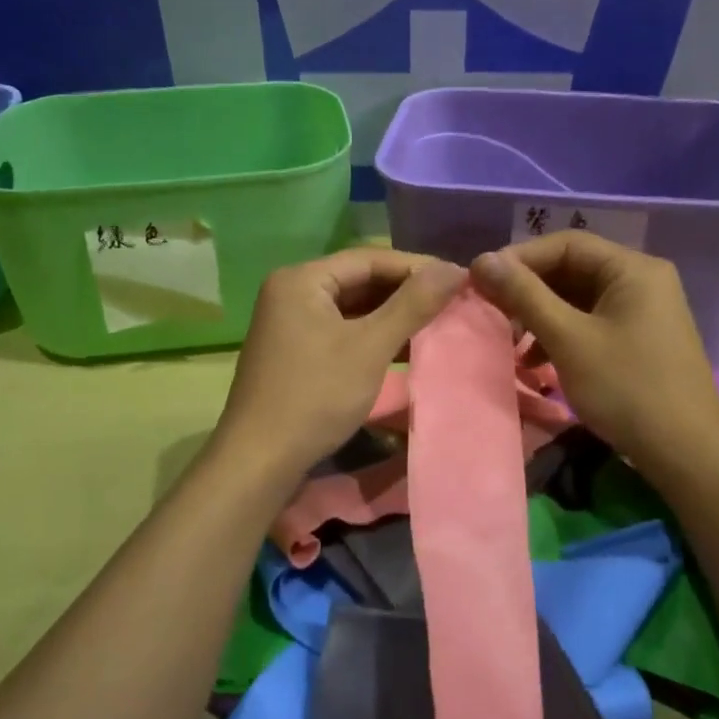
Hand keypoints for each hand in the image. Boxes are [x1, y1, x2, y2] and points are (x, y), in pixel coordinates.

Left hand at [217, 248, 467, 477]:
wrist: (259, 460)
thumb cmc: (315, 396)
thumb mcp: (370, 347)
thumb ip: (412, 305)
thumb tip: (454, 268)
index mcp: (301, 279)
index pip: (369, 258)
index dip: (417, 267)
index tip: (458, 279)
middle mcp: (291, 292)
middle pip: (359, 280)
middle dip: (406, 292)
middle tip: (452, 302)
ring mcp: (290, 323)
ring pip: (352, 308)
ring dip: (392, 315)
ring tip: (437, 323)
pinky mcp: (295, 351)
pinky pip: (341, 330)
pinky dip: (372, 336)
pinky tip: (405, 347)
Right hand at [470, 231, 718, 468]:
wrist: (688, 454)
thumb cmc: (627, 389)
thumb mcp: (569, 339)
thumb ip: (525, 296)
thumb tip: (483, 259)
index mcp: (632, 269)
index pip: (565, 244)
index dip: (519, 259)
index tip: (481, 282)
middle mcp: (641, 280)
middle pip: (572, 269)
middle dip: (528, 291)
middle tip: (491, 312)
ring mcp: (643, 311)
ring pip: (578, 299)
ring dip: (540, 316)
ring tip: (510, 341)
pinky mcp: (639, 339)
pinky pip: (591, 322)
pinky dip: (561, 335)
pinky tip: (536, 362)